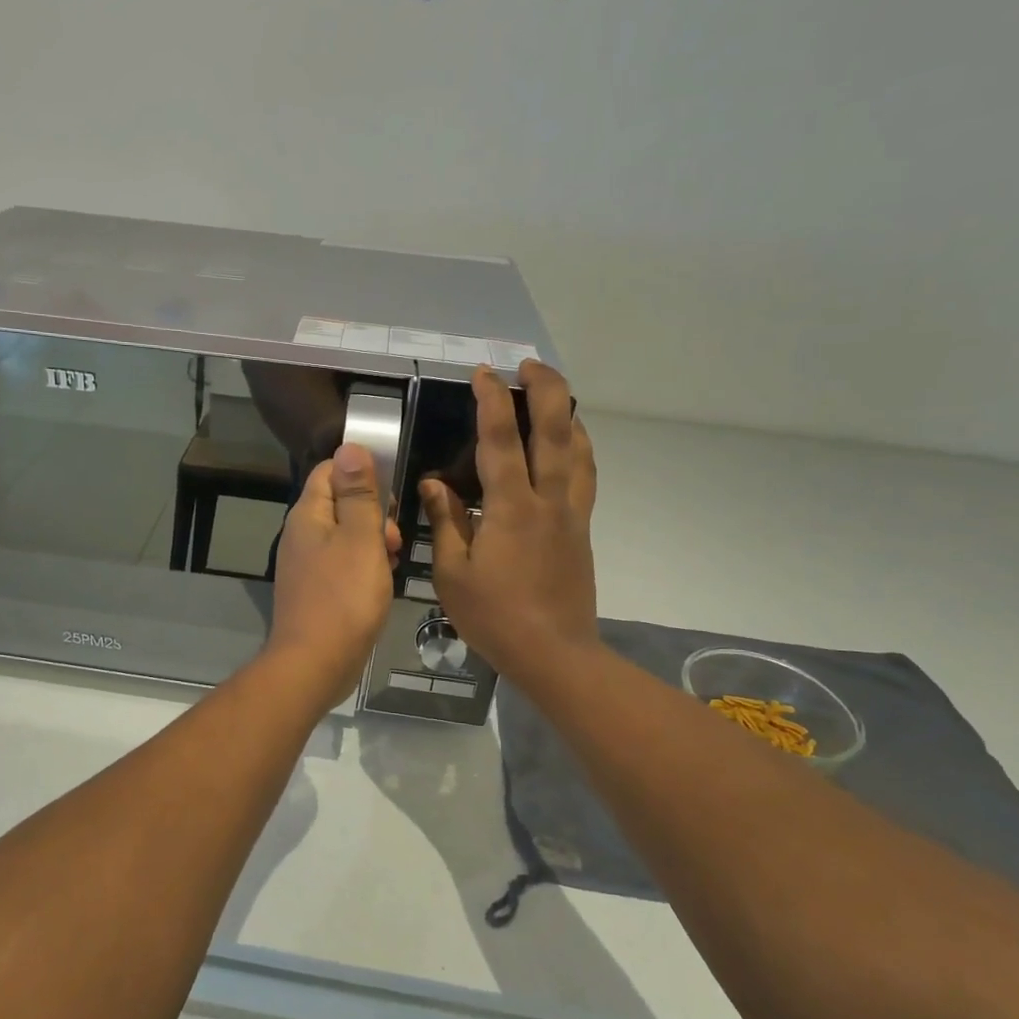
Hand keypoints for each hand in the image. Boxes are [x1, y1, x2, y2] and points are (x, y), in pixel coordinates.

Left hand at [265, 443, 401, 705]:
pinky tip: (381, 583)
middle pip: (340, 503)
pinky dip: (364, 566)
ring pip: (345, 536)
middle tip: (396, 536)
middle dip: (373, 512)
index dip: (362, 472)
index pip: (331, 470)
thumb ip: (358, 493)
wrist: (315, 663)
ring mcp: (306, 564)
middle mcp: (301, 534)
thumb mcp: (361, 538)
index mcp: (308, 514)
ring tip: (394, 560)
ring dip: (373, 541)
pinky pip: (343, 564)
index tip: (391, 492)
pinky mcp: (315, 590)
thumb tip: (349, 445)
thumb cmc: (344, 597)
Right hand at [421, 361, 598, 685]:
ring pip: (579, 449)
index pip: (500, 440)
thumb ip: (445, 522)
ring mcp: (571, 513)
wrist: (554, 653)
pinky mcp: (581, 529)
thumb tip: (434, 484)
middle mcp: (548, 500)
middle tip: (528, 365)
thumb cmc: (495, 617)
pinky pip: (585, 475)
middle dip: (545, 389)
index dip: (491, 400)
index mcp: (511, 508)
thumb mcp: (452, 574)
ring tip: (553, 395)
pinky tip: (569, 446)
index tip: (482, 373)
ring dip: (567, 414)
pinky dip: (579, 448)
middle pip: (555, 429)